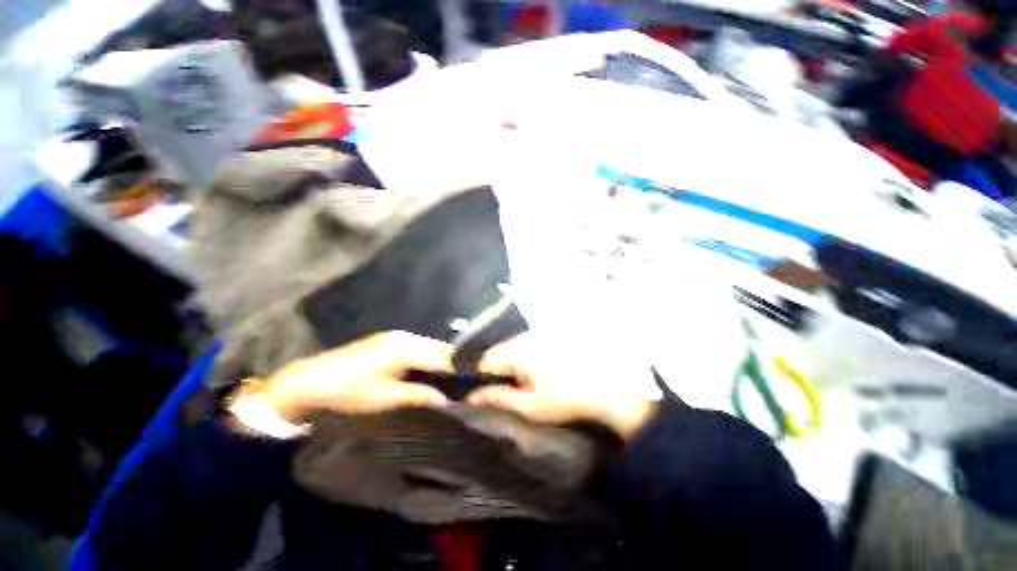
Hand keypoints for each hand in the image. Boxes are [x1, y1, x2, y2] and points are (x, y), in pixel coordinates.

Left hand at [255, 331, 453, 421]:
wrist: (310, 381)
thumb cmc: (350, 391)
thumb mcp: (387, 398)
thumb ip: (419, 396)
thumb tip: (446, 399)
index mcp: (406, 348)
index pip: (442, 357)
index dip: (458, 369)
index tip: (470, 383)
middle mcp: (405, 337)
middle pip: (438, 348)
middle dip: (452, 363)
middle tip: (462, 382)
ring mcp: (395, 336)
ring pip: (428, 346)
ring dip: (439, 361)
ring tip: (448, 379)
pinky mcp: (388, 341)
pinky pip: (417, 347)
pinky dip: (426, 358)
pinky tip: (427, 372)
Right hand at [466, 334, 656, 439]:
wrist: (608, 389)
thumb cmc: (566, 400)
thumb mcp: (530, 406)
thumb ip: (499, 399)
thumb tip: (472, 397)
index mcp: (519, 351)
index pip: (487, 359)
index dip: (485, 377)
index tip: (493, 393)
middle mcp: (528, 336)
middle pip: (502, 351)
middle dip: (503, 370)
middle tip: (516, 390)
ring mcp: (542, 333)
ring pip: (517, 346)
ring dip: (518, 363)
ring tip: (533, 382)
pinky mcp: (555, 334)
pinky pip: (532, 343)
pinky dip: (532, 356)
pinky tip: (545, 371)